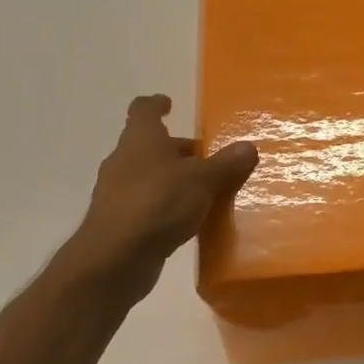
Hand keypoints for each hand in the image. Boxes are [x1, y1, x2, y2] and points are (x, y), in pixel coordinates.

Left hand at [55, 95, 257, 300]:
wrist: (114, 259)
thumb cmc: (158, 203)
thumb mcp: (202, 181)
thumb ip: (225, 165)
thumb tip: (248, 147)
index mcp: (140, 140)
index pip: (143, 110)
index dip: (156, 104)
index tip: (169, 104)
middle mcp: (124, 161)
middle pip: (150, 146)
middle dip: (177, 149)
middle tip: (207, 156)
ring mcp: (118, 193)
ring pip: (149, 176)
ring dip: (173, 179)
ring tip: (205, 189)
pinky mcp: (120, 222)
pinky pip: (149, 204)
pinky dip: (167, 206)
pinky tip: (189, 219)